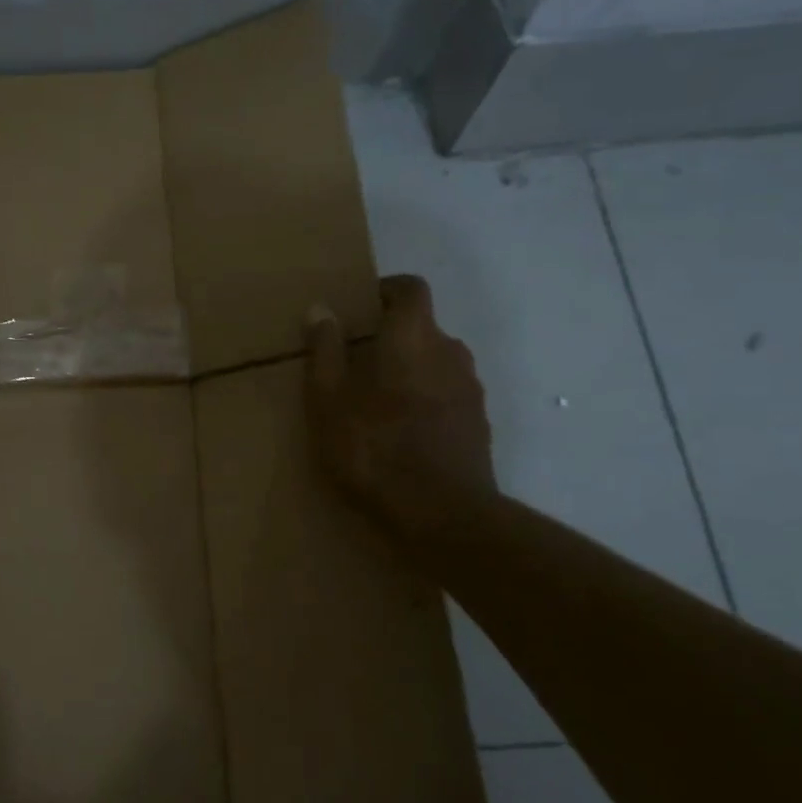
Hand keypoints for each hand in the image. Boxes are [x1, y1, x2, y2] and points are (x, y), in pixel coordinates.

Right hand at [305, 275, 495, 538]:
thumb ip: (325, 350)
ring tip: (379, 401)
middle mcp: (450, 352)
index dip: (387, 290)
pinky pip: (449, 396)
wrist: (442, 514)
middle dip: (392, 337)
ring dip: (411, 370)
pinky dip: (428, 400)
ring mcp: (471, 389)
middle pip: (423, 328)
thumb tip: (321, 309)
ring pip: (437, 363)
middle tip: (357, 362)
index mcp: (412, 337)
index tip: (361, 307)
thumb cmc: (374, 448)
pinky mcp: (480, 424)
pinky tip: (404, 432)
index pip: (411, 288)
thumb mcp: (328, 400)